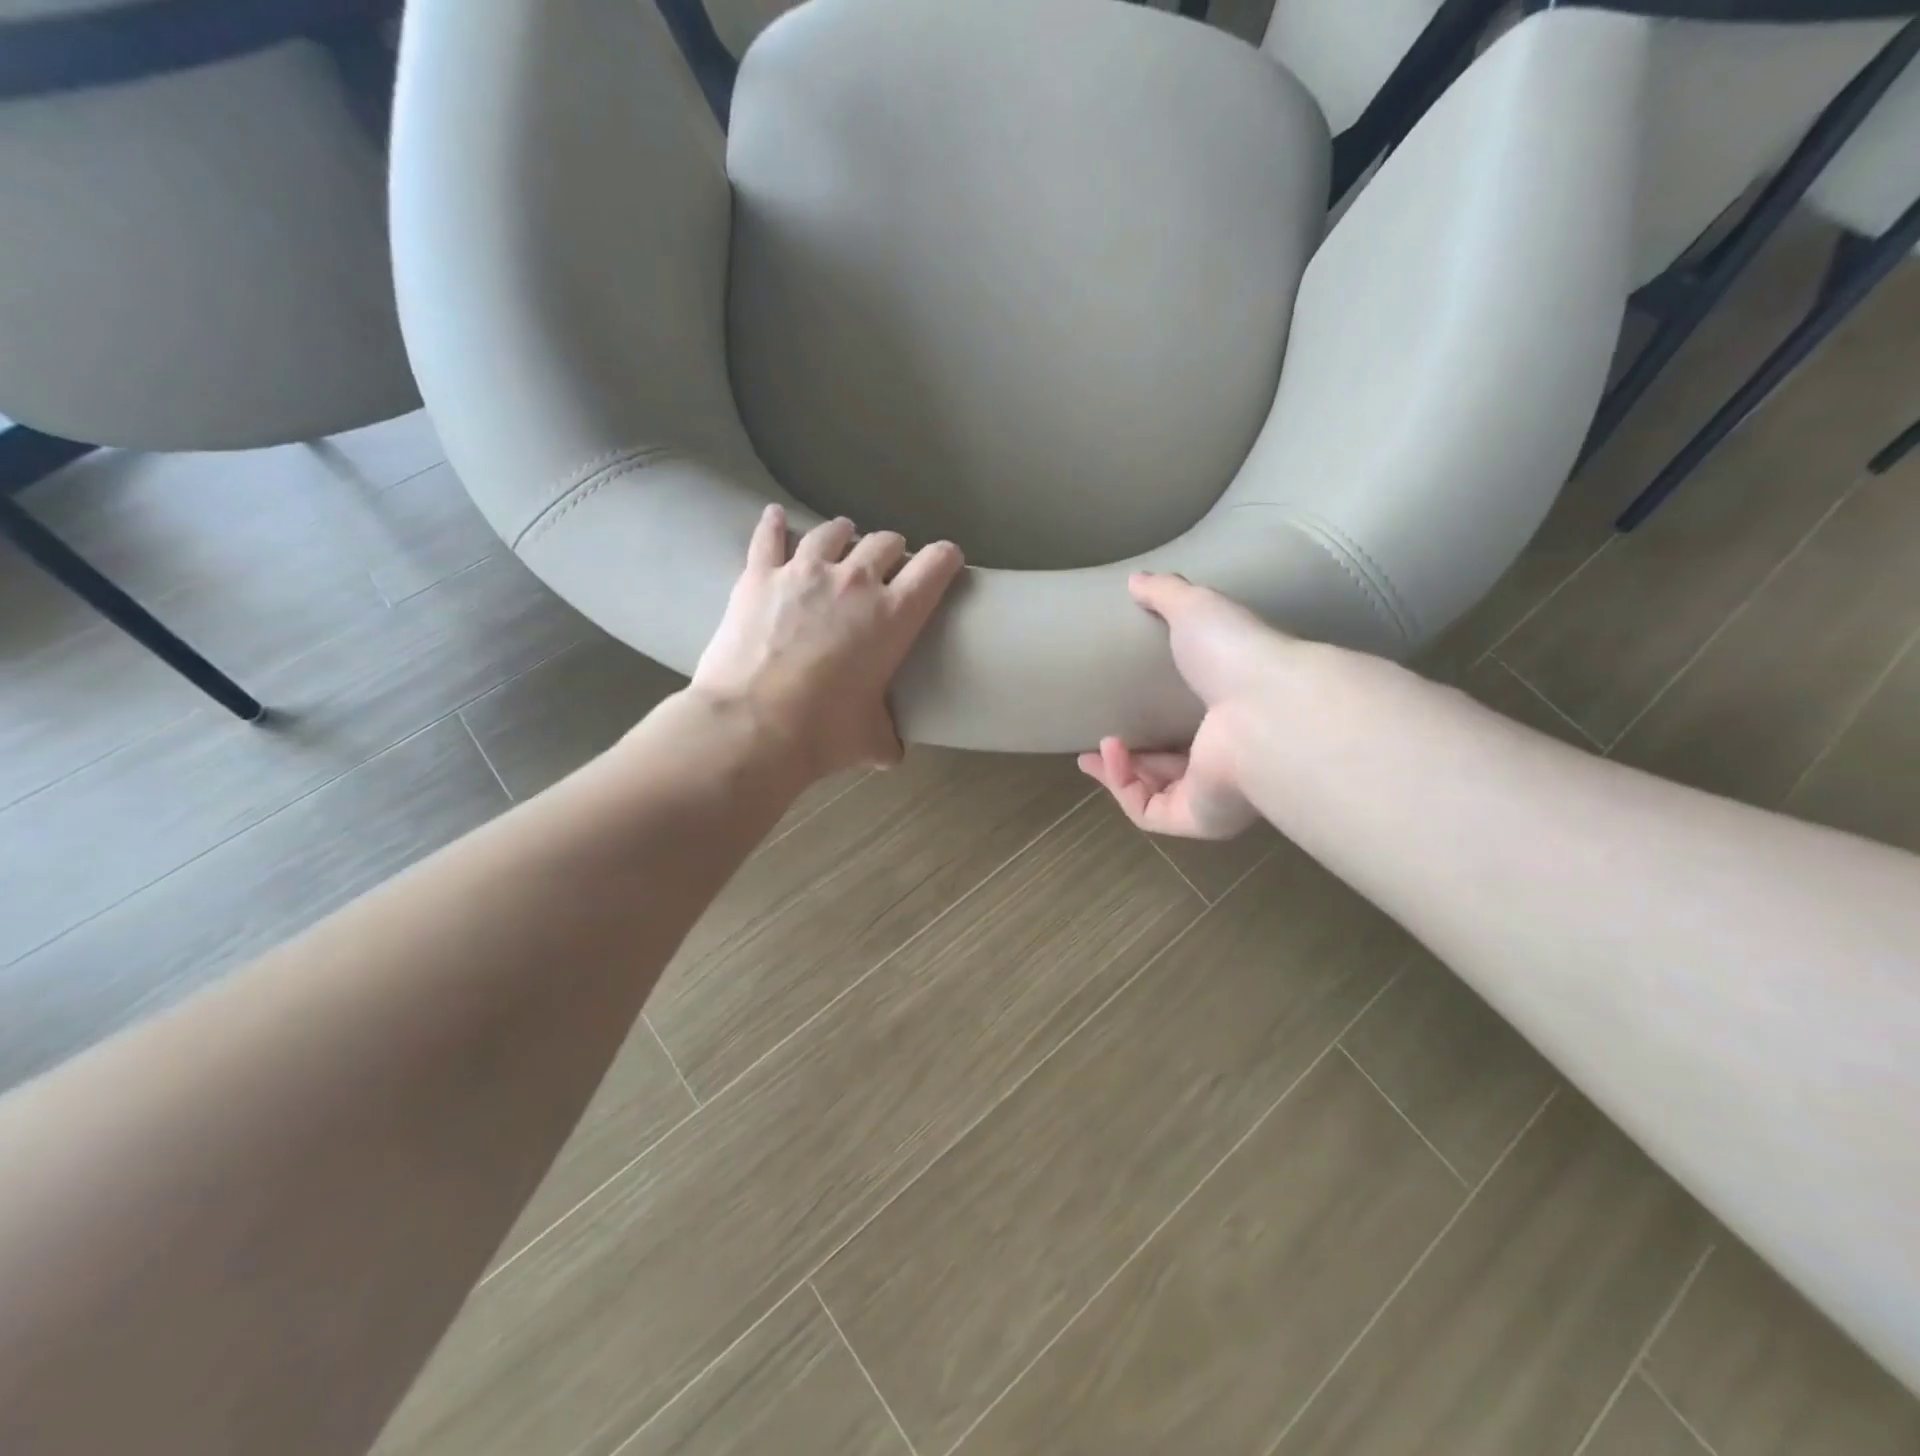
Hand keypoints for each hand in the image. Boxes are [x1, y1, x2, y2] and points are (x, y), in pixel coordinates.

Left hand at [691, 505, 964, 777]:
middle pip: (885, 543)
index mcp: (895, 615)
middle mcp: (855, 581)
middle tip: (888, 566)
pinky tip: (775, 516)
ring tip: (842, 539)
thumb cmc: (824, 732)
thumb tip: (892, 753)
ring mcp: (805, 572)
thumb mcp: (870, 741)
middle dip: (892, 551)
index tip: (947, 561)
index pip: (936, 566)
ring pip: (833, 532)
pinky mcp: (760, 576)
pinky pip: (769, 536)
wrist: (752, 725)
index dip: (946, 558)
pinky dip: (774, 525)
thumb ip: (887, 739)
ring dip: (844, 535)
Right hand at [1078, 572, 1275, 839]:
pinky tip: (1111, 757)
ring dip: (1118, 775)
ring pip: (1155, 796)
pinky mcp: (1200, 817)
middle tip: (1096, 750)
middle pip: (1168, 771)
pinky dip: (1123, 788)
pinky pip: (1151, 812)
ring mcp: (1214, 793)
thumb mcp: (1196, 609)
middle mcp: (1226, 760)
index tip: (1116, 720)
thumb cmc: (1236, 655)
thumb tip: (1136, 579)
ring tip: (1093, 754)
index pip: (1187, 730)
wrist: (1266, 703)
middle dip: (1127, 764)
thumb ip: (1166, 594)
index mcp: (1230, 716)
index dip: (1151, 728)